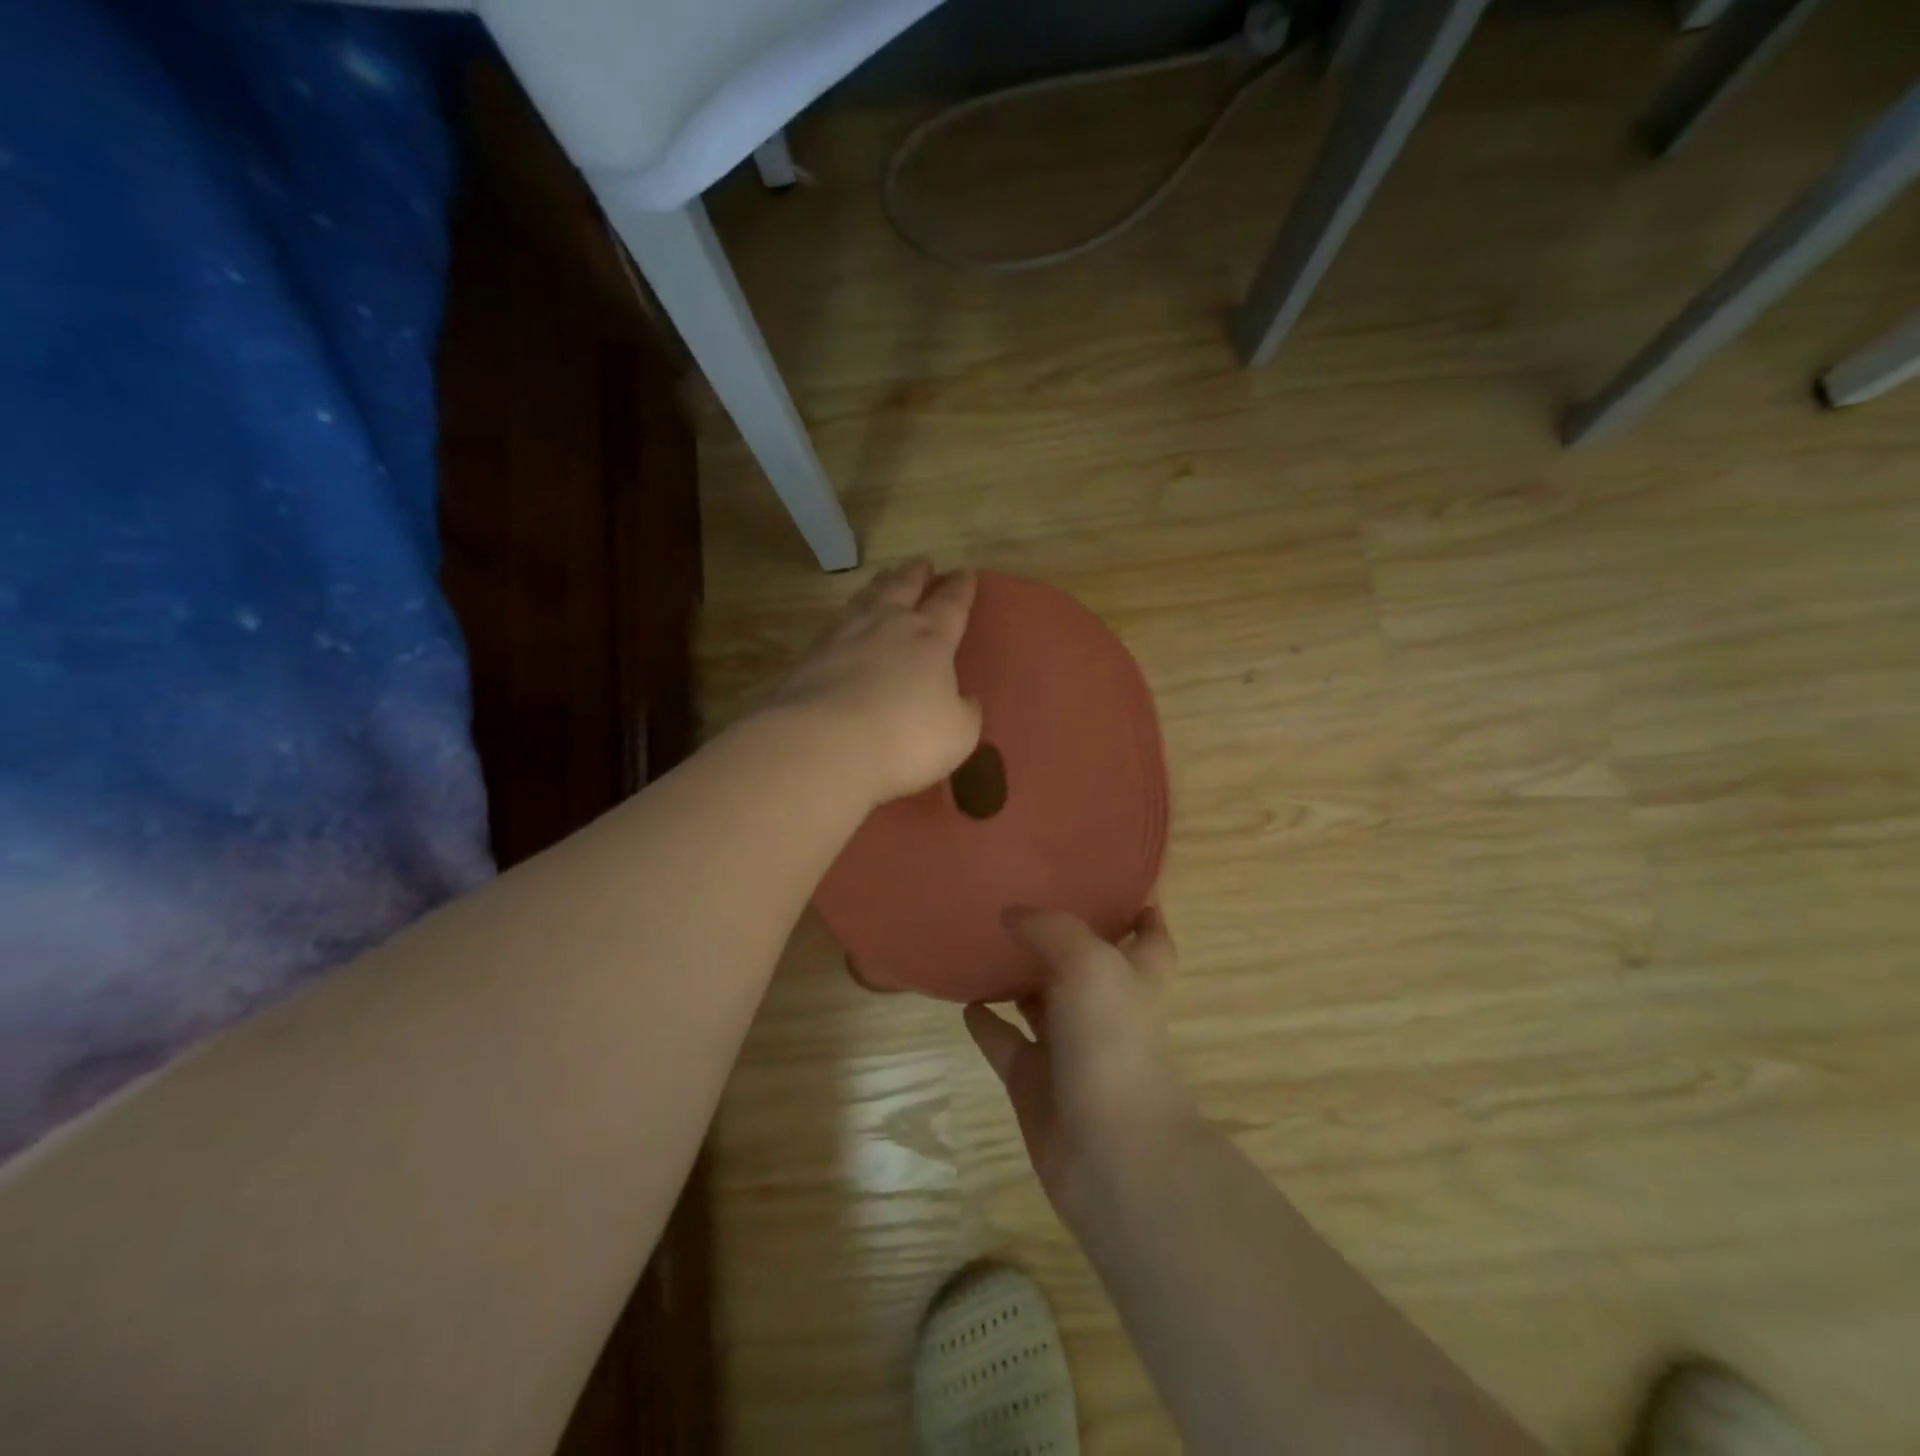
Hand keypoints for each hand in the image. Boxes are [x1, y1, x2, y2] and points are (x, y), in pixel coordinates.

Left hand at [763, 558, 982, 809]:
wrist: (822, 745)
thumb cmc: (904, 739)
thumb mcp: (957, 733)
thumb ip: (965, 711)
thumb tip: (965, 699)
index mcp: (930, 640)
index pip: (950, 605)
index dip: (960, 589)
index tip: (965, 573)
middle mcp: (887, 626)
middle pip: (904, 588)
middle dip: (917, 575)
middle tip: (923, 562)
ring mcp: (843, 637)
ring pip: (867, 599)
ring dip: (880, 585)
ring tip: (886, 576)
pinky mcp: (810, 657)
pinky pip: (835, 625)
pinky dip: (846, 618)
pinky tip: (844, 623)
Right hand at [966, 906, 1196, 1216]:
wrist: (1110, 1152)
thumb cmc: (1113, 1042)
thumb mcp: (1089, 964)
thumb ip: (1051, 929)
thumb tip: (1013, 913)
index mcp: (1135, 978)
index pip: (1150, 938)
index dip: (1142, 912)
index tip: (1121, 883)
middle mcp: (1106, 1010)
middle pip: (1084, 965)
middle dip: (1060, 937)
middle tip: (1021, 899)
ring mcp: (1069, 1048)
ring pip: (1039, 1002)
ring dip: (1016, 978)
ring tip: (981, 940)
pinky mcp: (1034, 1082)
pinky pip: (1004, 1043)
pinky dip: (985, 1024)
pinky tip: (962, 1000)